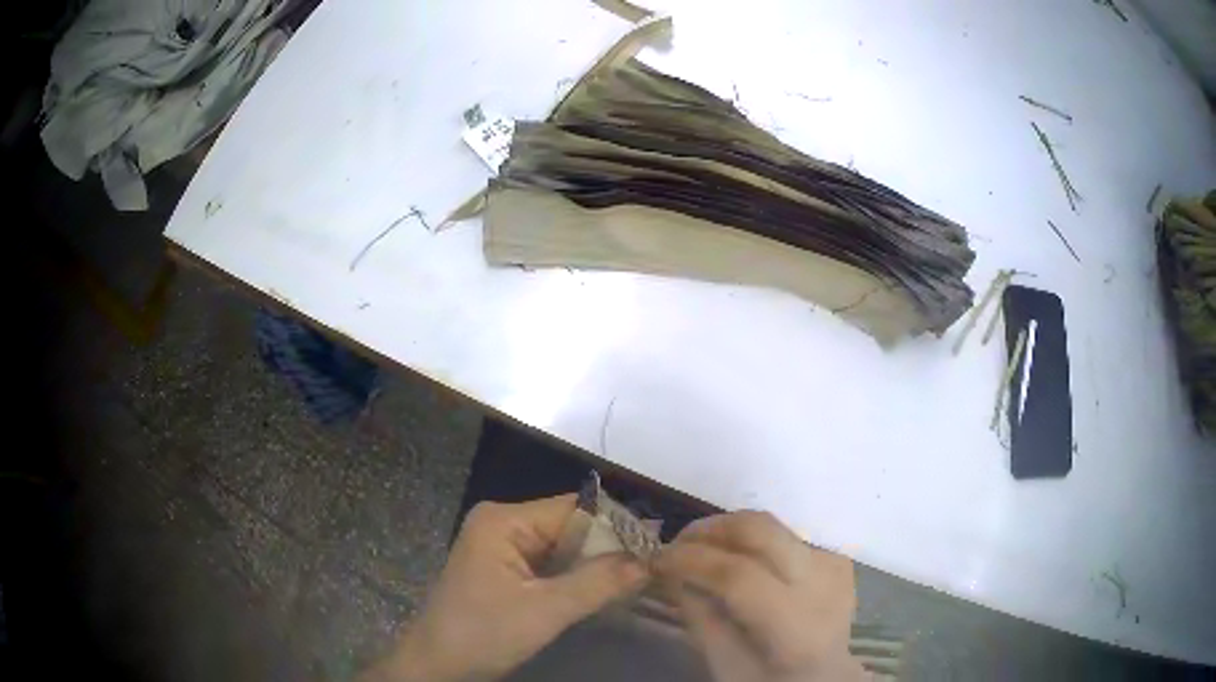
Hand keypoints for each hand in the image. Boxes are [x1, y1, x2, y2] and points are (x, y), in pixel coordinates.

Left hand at [363, 495, 648, 681]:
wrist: (437, 666)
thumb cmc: (482, 634)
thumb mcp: (544, 611)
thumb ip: (597, 583)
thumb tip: (650, 560)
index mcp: (504, 520)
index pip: (575, 509)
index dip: (618, 525)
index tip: (659, 543)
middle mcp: (503, 524)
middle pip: (571, 526)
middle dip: (610, 547)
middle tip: (656, 564)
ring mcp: (503, 547)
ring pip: (564, 548)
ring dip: (596, 564)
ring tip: (642, 575)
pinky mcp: (505, 569)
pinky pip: (551, 565)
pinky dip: (577, 576)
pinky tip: (606, 587)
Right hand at [654, 511, 866, 681]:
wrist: (826, 677)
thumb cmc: (768, 680)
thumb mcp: (723, 663)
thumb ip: (697, 615)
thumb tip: (668, 570)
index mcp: (795, 628)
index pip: (739, 576)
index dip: (692, 560)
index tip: (657, 559)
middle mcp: (822, 586)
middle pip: (762, 531)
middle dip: (710, 529)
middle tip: (677, 543)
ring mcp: (834, 565)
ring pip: (772, 525)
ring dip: (728, 530)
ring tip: (700, 549)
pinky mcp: (835, 556)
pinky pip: (783, 535)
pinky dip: (751, 541)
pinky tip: (736, 560)